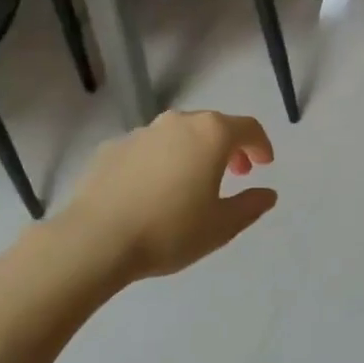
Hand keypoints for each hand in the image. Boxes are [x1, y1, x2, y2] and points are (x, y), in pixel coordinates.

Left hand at [60, 110, 277, 281]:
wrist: (96, 239)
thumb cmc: (170, 231)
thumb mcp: (222, 226)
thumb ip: (250, 205)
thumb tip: (267, 193)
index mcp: (210, 135)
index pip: (247, 127)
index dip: (261, 145)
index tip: (264, 164)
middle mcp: (176, 123)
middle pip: (212, 126)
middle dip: (228, 147)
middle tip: (235, 173)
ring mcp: (141, 133)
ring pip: (178, 135)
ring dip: (193, 152)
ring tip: (193, 183)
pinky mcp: (112, 148)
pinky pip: (148, 149)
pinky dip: (161, 162)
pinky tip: (154, 191)